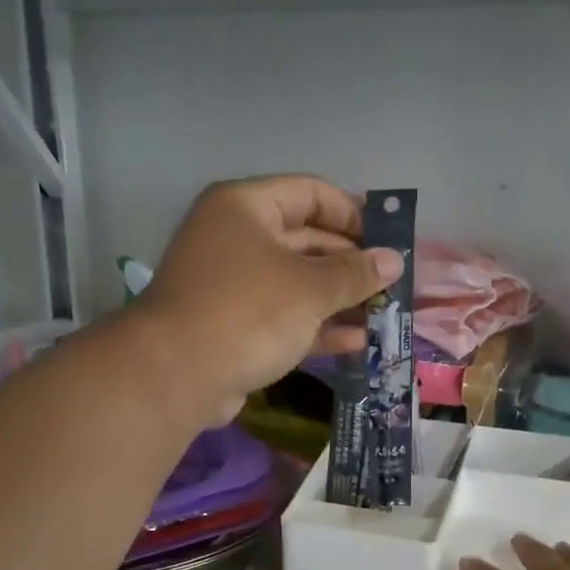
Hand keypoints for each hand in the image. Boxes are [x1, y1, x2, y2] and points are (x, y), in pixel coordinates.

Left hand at [139, 175, 402, 423]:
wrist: (176, 376)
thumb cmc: (247, 312)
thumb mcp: (310, 288)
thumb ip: (355, 273)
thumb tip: (393, 260)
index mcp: (246, 208)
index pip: (311, 194)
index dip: (353, 213)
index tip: (388, 240)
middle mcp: (237, 238)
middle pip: (307, 239)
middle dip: (351, 263)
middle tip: (392, 282)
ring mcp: (234, 285)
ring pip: (298, 283)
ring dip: (340, 299)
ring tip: (384, 314)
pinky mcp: (235, 326)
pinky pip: (285, 317)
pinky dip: (318, 327)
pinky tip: (357, 341)